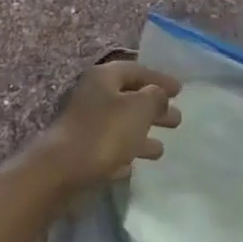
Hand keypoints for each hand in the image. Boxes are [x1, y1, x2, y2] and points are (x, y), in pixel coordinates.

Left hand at [30, 61, 182, 190]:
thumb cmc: (104, 132)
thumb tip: (158, 95)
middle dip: (154, 108)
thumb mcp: (139, 108)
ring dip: (142, 132)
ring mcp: (85, 124)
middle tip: (176, 118)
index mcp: (103, 78)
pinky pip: (111, 146)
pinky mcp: (82, 150)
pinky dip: (126, 151)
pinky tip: (139, 162)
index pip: (136, 70)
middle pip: (129, 97)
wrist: (62, 171)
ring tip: (162, 146)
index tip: (180, 90)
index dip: (159, 79)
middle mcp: (92, 96)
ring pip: (121, 124)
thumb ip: (155, 97)